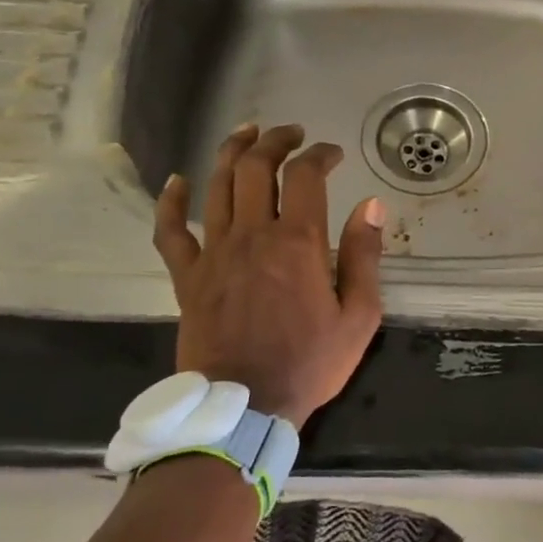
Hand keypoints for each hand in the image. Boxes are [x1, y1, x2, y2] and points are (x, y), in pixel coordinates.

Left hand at [152, 123, 385, 428]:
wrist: (243, 408)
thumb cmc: (309, 363)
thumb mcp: (359, 316)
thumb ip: (365, 256)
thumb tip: (372, 206)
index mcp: (298, 242)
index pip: (306, 175)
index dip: (321, 154)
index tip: (333, 153)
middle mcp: (252, 234)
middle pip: (257, 166)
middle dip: (276, 140)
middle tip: (292, 133)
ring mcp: (214, 252)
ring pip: (217, 184)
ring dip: (233, 151)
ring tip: (248, 133)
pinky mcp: (187, 276)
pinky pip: (170, 230)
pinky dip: (171, 201)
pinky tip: (177, 181)